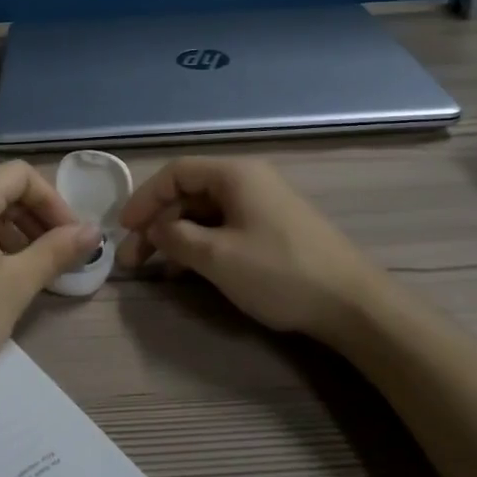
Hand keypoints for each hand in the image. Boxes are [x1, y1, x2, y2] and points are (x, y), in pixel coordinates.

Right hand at [116, 157, 388, 345]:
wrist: (352, 303)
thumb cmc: (279, 272)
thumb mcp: (217, 257)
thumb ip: (177, 238)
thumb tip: (155, 229)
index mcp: (235, 174)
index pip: (176, 173)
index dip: (145, 198)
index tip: (124, 229)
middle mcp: (249, 181)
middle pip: (190, 193)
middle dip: (158, 223)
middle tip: (133, 258)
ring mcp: (264, 205)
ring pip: (206, 213)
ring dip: (177, 237)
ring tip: (155, 269)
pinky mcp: (274, 229)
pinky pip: (226, 227)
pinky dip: (202, 244)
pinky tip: (188, 270)